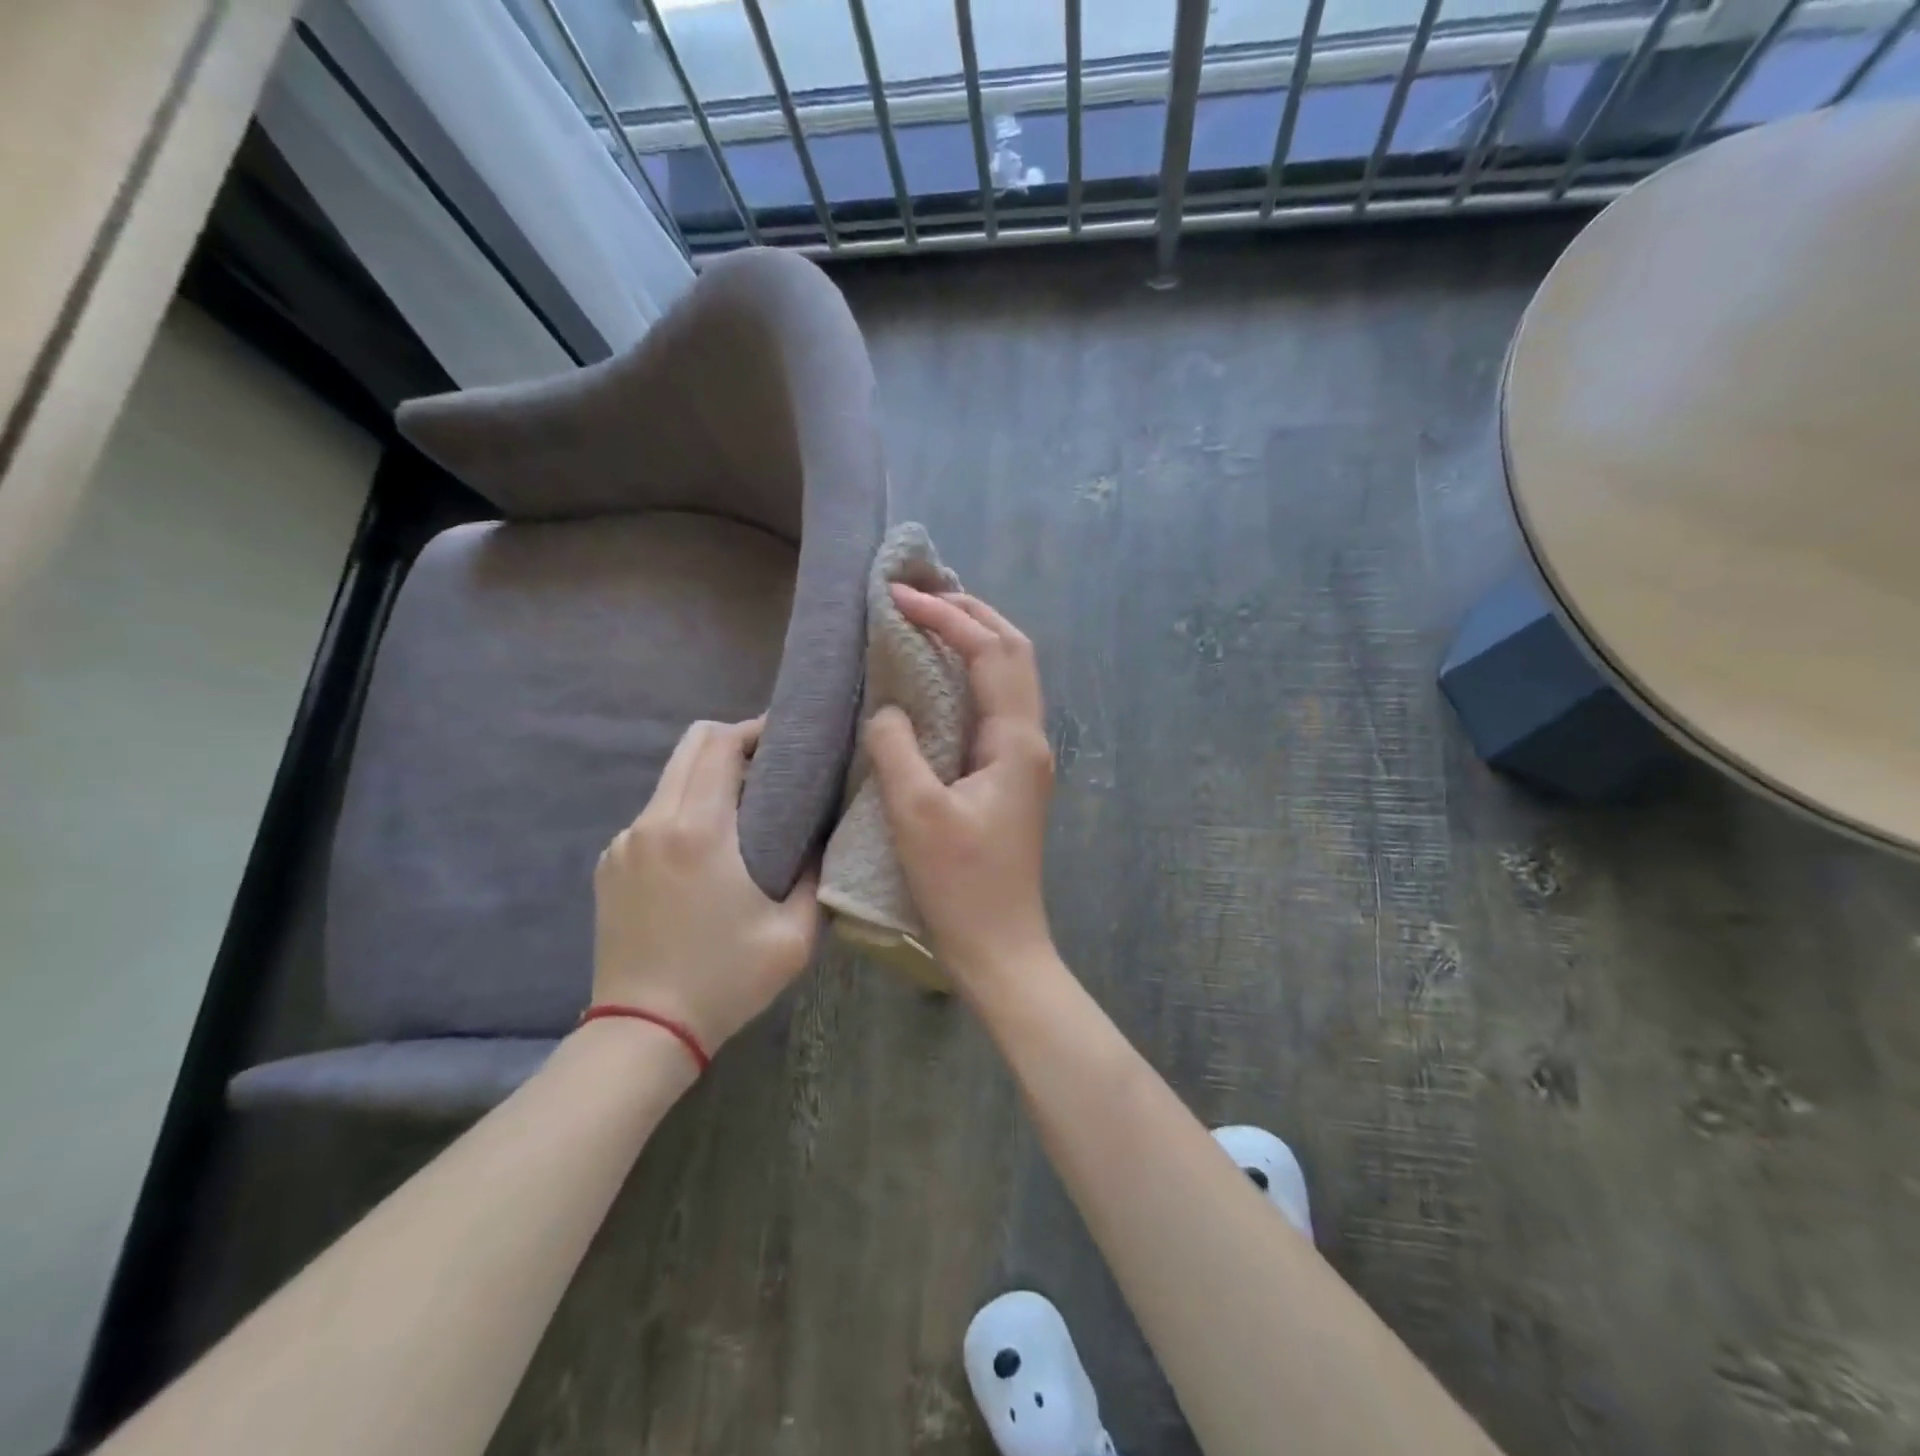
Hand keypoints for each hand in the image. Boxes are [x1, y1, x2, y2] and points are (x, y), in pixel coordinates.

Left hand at [593, 718, 818, 1053]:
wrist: (643, 1031)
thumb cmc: (725, 980)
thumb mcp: (794, 935)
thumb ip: (815, 876)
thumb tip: (819, 839)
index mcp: (699, 831)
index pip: (719, 745)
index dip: (753, 729)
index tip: (785, 737)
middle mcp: (653, 822)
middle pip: (689, 747)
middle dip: (731, 742)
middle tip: (769, 765)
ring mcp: (623, 843)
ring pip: (669, 780)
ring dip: (706, 778)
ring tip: (742, 807)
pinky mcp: (608, 864)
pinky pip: (652, 816)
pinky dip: (683, 812)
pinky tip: (704, 850)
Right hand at [864, 587, 1055, 985]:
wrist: (1000, 947)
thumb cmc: (960, 884)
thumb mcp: (916, 813)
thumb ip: (897, 748)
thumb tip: (890, 709)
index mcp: (1015, 742)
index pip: (989, 653)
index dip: (947, 617)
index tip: (899, 597)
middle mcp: (1030, 740)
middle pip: (1014, 653)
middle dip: (973, 615)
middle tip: (925, 593)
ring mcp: (1024, 759)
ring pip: (1009, 678)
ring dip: (977, 641)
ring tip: (934, 619)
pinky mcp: (1010, 777)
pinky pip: (994, 707)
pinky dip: (971, 677)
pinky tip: (940, 680)